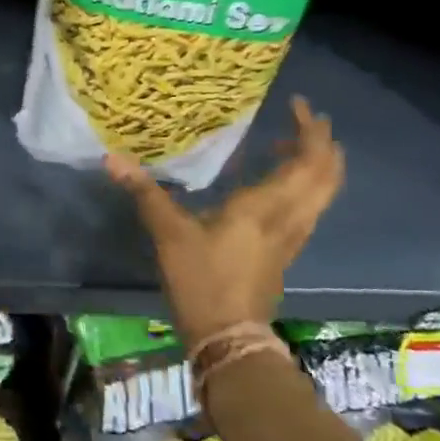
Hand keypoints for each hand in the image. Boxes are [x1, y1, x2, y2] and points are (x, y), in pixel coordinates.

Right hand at [106, 96, 342, 340]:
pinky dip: (305, 186)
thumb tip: (112, 158)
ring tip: (291, 145)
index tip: (299, 105)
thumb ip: (146, 192)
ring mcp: (293, 237)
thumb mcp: (169, 233)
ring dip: (318, 165)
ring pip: (323, 193)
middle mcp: (290, 216)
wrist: (228, 336)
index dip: (311, 131)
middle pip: (327, 175)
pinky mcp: (286, 252)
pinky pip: (309, 208)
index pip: (307, 160)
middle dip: (323, 144)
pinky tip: (278, 185)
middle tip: (306, 120)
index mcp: (267, 205)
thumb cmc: (201, 279)